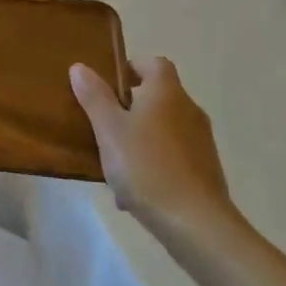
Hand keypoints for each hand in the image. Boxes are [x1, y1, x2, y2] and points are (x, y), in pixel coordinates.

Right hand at [70, 57, 242, 243]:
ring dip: (140, 137)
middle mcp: (188, 109)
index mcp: (166, 92)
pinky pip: (173, 155)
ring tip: (115, 163)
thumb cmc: (146, 166)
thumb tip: (80, 67)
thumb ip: (94, 97)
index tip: (108, 86)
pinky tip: (135, 190)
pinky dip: (154, 162)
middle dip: (130, 108)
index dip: (131, 68)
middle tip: (103, 125)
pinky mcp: (205, 168)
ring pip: (163, 128)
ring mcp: (201, 140)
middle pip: (158, 96)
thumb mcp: (109, 129)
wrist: (195, 221)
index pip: (153, 63)